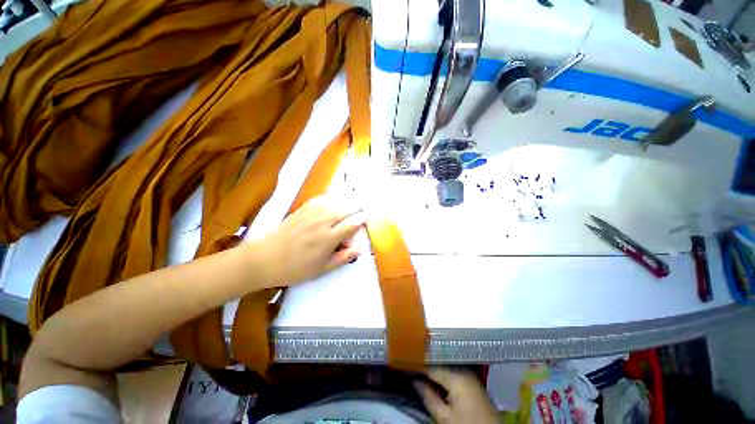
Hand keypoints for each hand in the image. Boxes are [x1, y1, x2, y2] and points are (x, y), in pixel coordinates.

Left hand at [256, 196, 364, 286]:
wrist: (265, 259)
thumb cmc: (295, 269)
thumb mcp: (321, 270)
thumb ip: (342, 258)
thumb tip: (359, 248)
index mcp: (328, 238)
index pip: (351, 225)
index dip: (361, 220)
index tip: (367, 217)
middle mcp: (322, 222)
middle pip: (345, 210)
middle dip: (355, 208)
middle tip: (361, 208)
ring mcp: (311, 214)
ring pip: (333, 202)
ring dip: (345, 201)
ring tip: (352, 198)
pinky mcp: (301, 211)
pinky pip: (319, 200)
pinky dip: (329, 198)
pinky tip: (332, 199)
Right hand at [415, 368, 498, 423]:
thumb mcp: (444, 418)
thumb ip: (427, 396)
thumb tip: (413, 379)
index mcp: (456, 376)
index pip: (430, 365)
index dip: (416, 363)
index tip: (403, 360)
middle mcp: (463, 368)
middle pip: (438, 360)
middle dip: (424, 361)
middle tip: (409, 360)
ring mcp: (468, 372)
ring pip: (444, 362)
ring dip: (432, 364)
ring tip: (418, 363)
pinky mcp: (471, 378)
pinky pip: (451, 368)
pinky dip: (441, 369)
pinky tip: (432, 373)